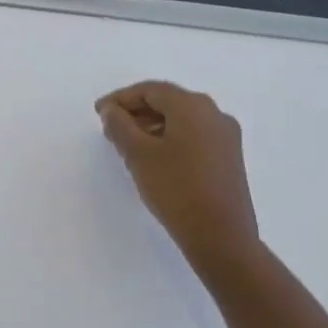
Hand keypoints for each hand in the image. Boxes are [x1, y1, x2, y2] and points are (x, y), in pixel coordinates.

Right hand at [95, 81, 264, 278]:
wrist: (221, 237)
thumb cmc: (176, 188)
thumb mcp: (138, 154)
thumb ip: (120, 125)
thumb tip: (112, 110)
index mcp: (193, 106)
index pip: (150, 90)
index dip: (120, 98)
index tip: (99, 113)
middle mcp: (214, 114)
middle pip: (167, 102)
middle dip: (136, 112)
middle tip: (110, 129)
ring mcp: (225, 137)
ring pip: (181, 121)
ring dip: (151, 126)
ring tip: (127, 146)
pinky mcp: (228, 158)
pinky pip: (193, 137)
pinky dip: (169, 139)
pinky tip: (153, 159)